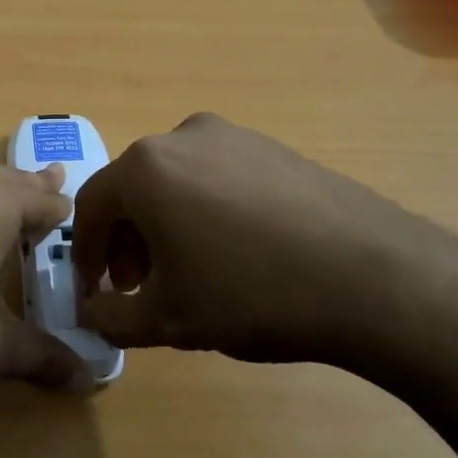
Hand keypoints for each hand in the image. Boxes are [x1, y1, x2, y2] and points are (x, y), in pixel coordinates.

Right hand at [72, 113, 457, 367]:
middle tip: (140, 287)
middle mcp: (182, 137)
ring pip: (176, 182)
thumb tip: (92, 313)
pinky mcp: (274, 148)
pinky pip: (218, 177)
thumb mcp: (168, 320)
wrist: (372, 277)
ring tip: (188, 272)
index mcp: (145, 168)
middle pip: (133, 189)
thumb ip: (112, 317)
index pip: (90, 206)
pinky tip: (235, 253)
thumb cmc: (250, 294)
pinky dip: (205, 211)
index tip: (93, 290)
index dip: (85, 253)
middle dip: (127, 241)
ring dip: (166, 225)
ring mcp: (234, 137)